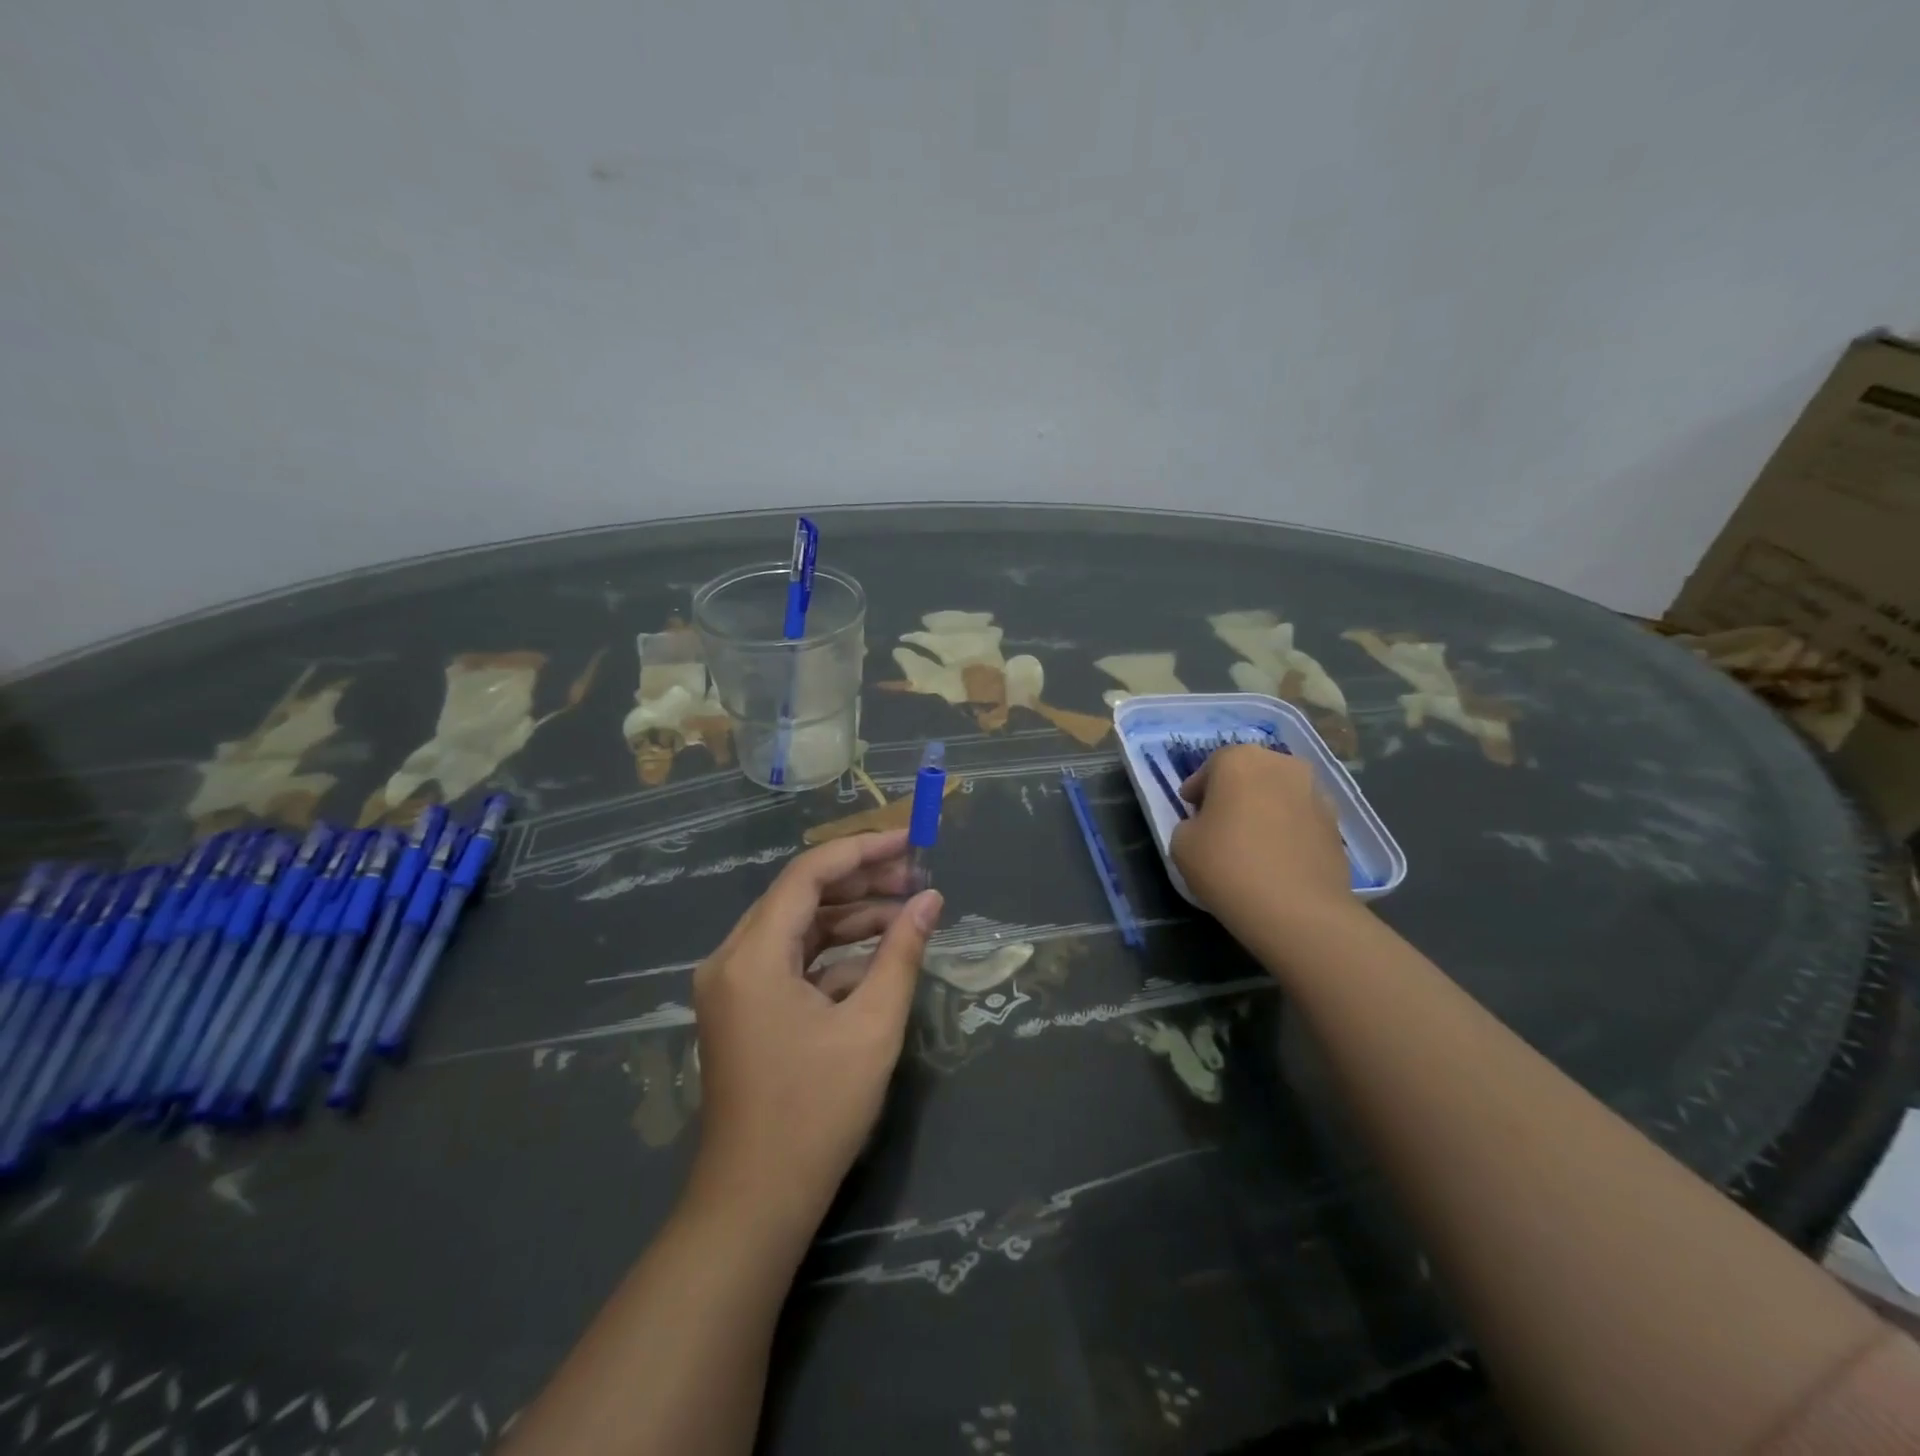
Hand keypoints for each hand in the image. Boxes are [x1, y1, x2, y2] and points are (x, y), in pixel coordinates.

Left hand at [689, 829, 942, 1236]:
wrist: (755, 1203)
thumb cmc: (815, 1113)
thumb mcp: (872, 1027)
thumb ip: (902, 953)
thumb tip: (931, 900)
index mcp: (752, 955)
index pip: (809, 874)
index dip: (862, 849)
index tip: (910, 839)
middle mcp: (732, 959)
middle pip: (800, 895)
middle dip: (861, 882)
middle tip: (917, 877)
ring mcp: (733, 985)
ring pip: (797, 927)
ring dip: (850, 917)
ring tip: (907, 911)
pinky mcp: (743, 1009)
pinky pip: (790, 960)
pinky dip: (833, 953)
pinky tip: (878, 957)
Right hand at [1169, 745, 1354, 941]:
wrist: (1297, 910)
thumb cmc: (1228, 866)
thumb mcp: (1181, 843)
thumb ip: (1190, 824)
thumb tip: (1206, 826)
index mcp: (1240, 760)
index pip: (1211, 766)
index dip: (1197, 789)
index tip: (1190, 811)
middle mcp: (1282, 765)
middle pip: (1250, 773)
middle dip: (1234, 793)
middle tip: (1220, 822)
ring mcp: (1315, 792)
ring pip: (1279, 793)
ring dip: (1265, 809)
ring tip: (1252, 842)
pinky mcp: (1336, 824)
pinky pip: (1301, 818)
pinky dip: (1288, 830)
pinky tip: (1277, 858)